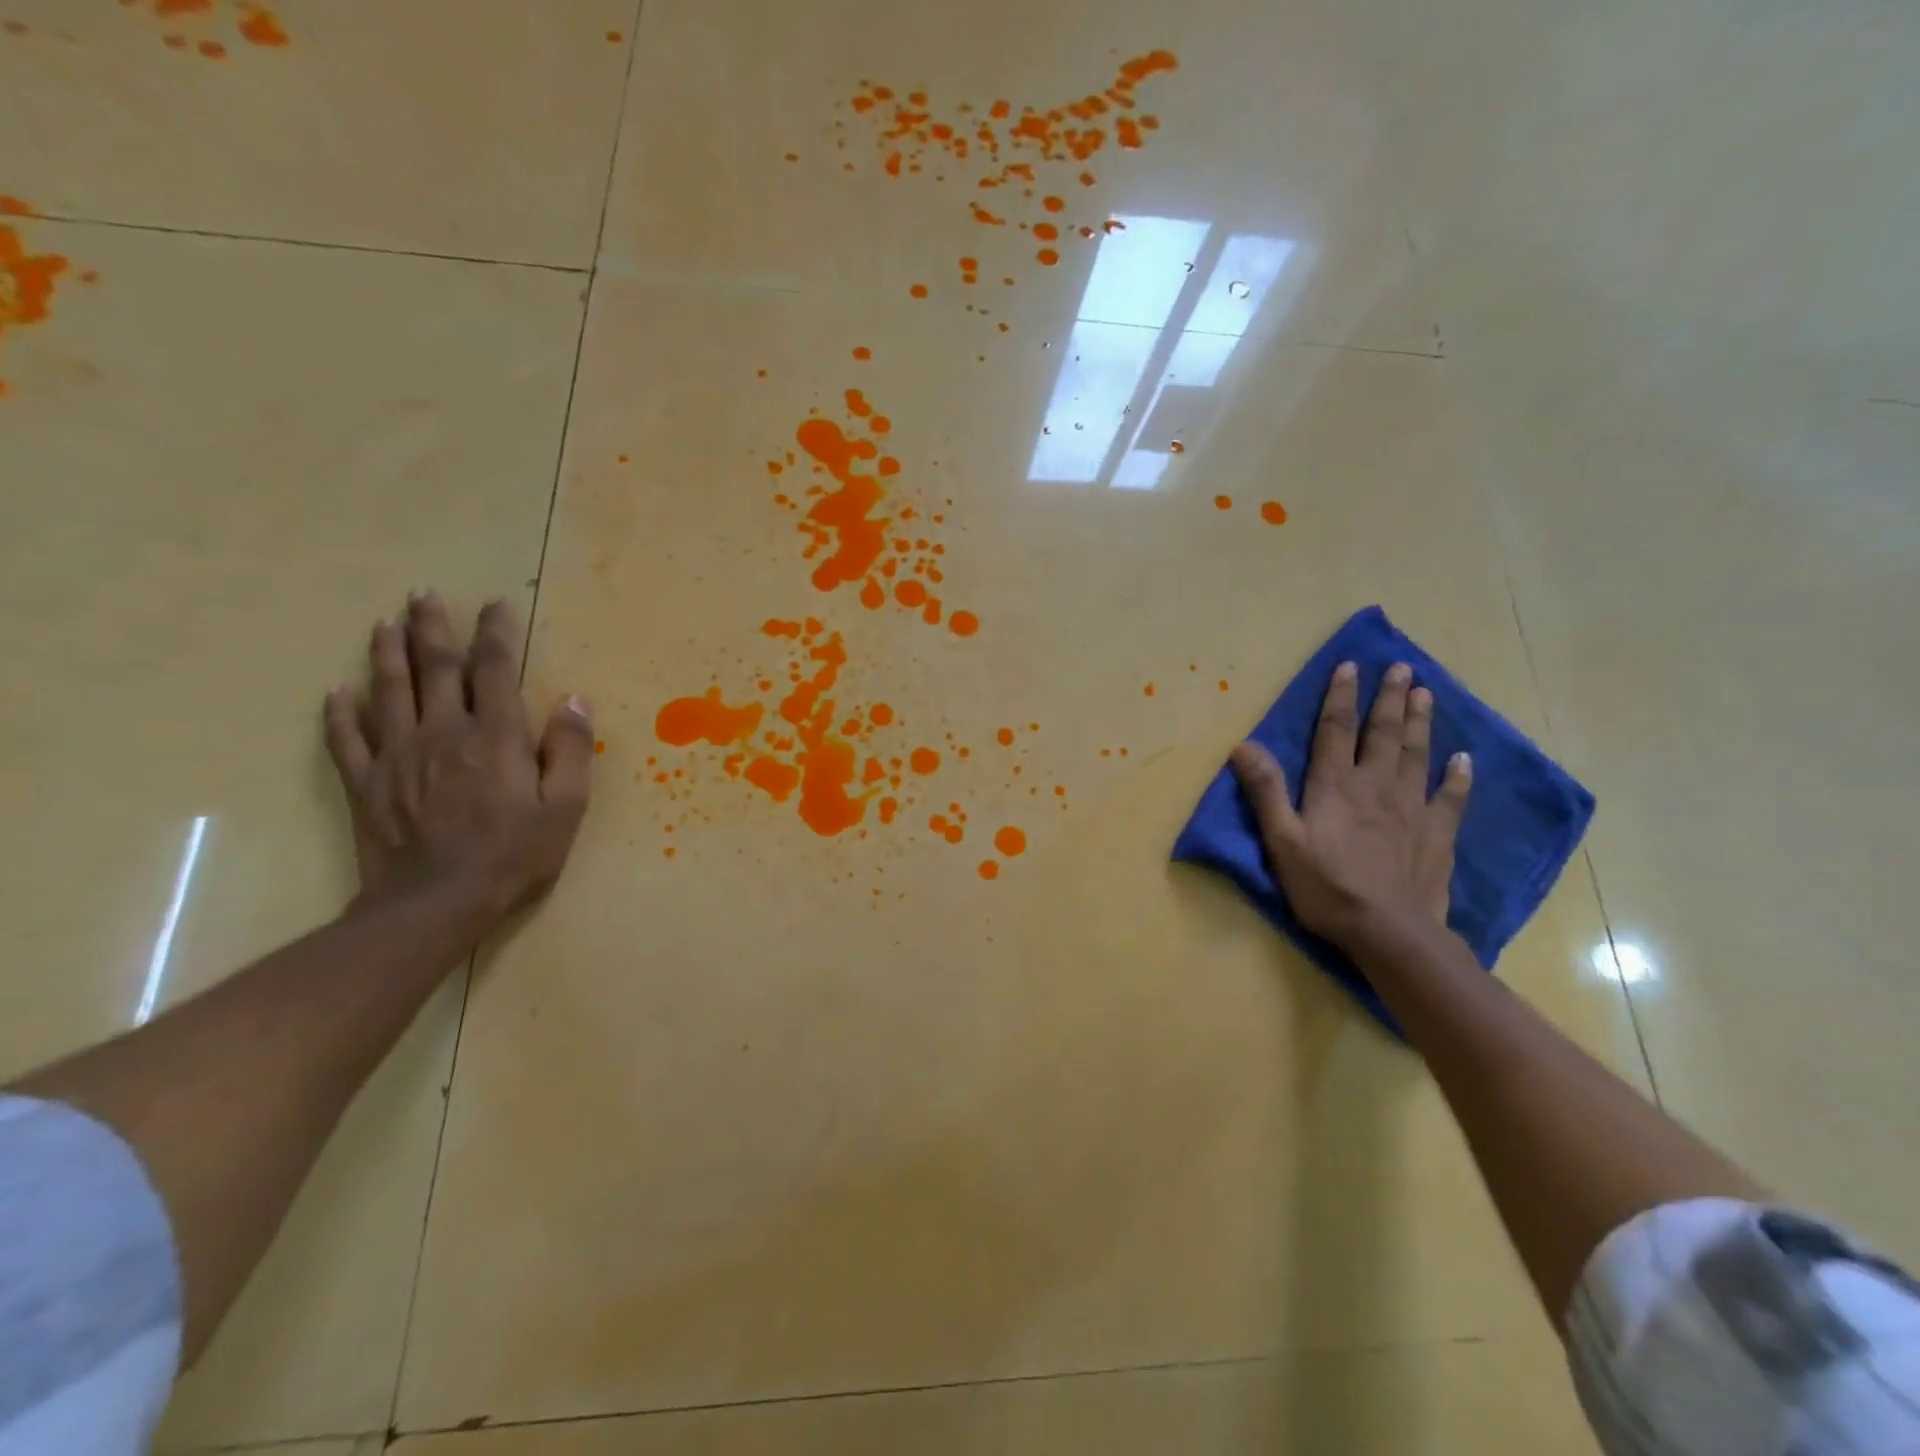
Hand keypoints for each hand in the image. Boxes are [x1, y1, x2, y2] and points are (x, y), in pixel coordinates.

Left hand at [322, 591, 593, 920]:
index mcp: (495, 736)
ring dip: (386, 654)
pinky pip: (347, 739)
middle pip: (435, 667)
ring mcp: (397, 755)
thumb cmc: (514, 854)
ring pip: (387, 691)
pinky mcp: (367, 783)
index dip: (497, 633)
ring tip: (384, 624)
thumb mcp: (565, 806)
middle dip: (432, 628)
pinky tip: (336, 693)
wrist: (436, 903)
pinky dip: (340, 713)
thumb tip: (574, 700)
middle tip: (423, 595)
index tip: (496, 605)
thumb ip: (571, 750)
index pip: (495, 670)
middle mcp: (443, 732)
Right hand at [1230, 660, 1470, 949]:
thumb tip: (1244, 745)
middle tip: (1402, 668)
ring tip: (1425, 693)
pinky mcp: (1436, 834)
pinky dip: (1457, 776)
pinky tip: (1463, 760)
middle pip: (1384, 733)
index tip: (1351, 664)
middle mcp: (1376, 785)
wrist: (1388, 930)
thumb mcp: (1281, 840)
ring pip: (1417, 754)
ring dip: (1421, 722)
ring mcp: (1412, 808)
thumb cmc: (1325, 886)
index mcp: (1335, 785)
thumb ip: (1266, 791)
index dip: (1341, 695)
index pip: (1336, 729)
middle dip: (1390, 698)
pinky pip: (1450, 797)